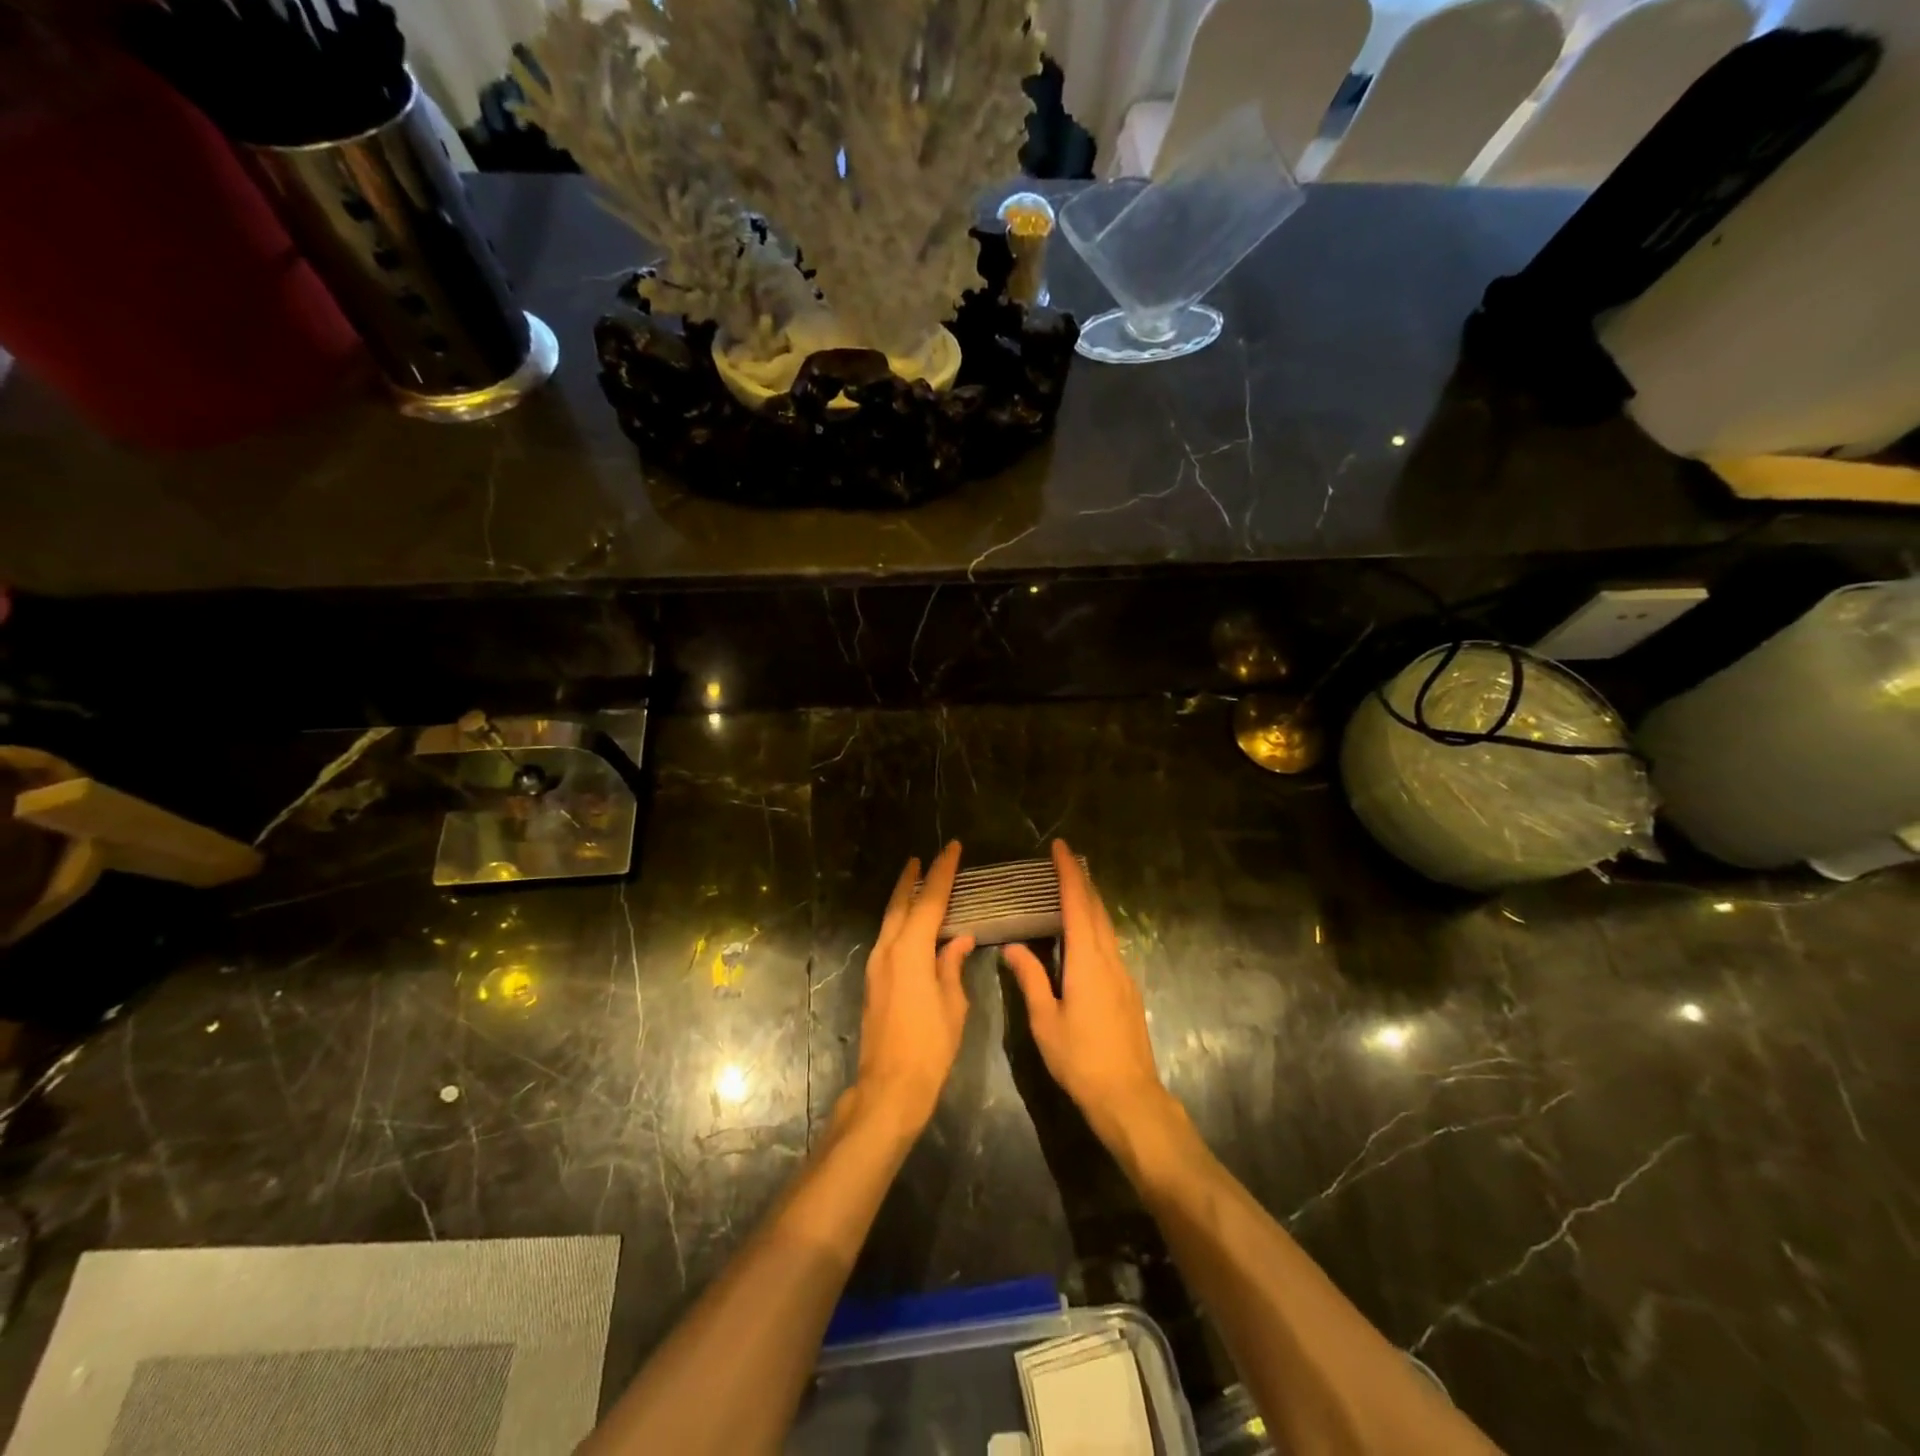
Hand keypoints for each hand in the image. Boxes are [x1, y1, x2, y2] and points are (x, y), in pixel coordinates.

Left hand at [850, 842, 974, 1136]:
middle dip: (912, 879)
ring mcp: (876, 966)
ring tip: (917, 882)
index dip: (942, 872)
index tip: (951, 848)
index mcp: (910, 951)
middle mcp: (888, 950)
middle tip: (924, 858)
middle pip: (900, 904)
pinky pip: (888, 938)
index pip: (929, 901)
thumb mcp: (953, 1005)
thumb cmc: (930, 1047)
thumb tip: (960, 940)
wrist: (889, 1088)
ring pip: (890, 920)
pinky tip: (911, 924)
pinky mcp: (873, 981)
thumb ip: (953, 966)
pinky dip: (900, 921)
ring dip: (903, 899)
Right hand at [1003, 840, 1169, 1142]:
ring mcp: (1123, 974)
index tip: (1060, 848)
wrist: (1128, 1096)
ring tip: (1074, 885)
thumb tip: (1012, 947)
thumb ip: (1030, 978)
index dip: (1069, 874)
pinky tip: (1086, 931)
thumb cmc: (1080, 1059)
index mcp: (1087, 961)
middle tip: (1065, 858)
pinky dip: (1096, 923)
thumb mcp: (1045, 1020)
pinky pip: (1110, 943)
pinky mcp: (1127, 989)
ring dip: (1091, 901)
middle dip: (1082, 880)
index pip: (1077, 906)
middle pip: (1097, 909)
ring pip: (1107, 926)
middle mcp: (1109, 959)